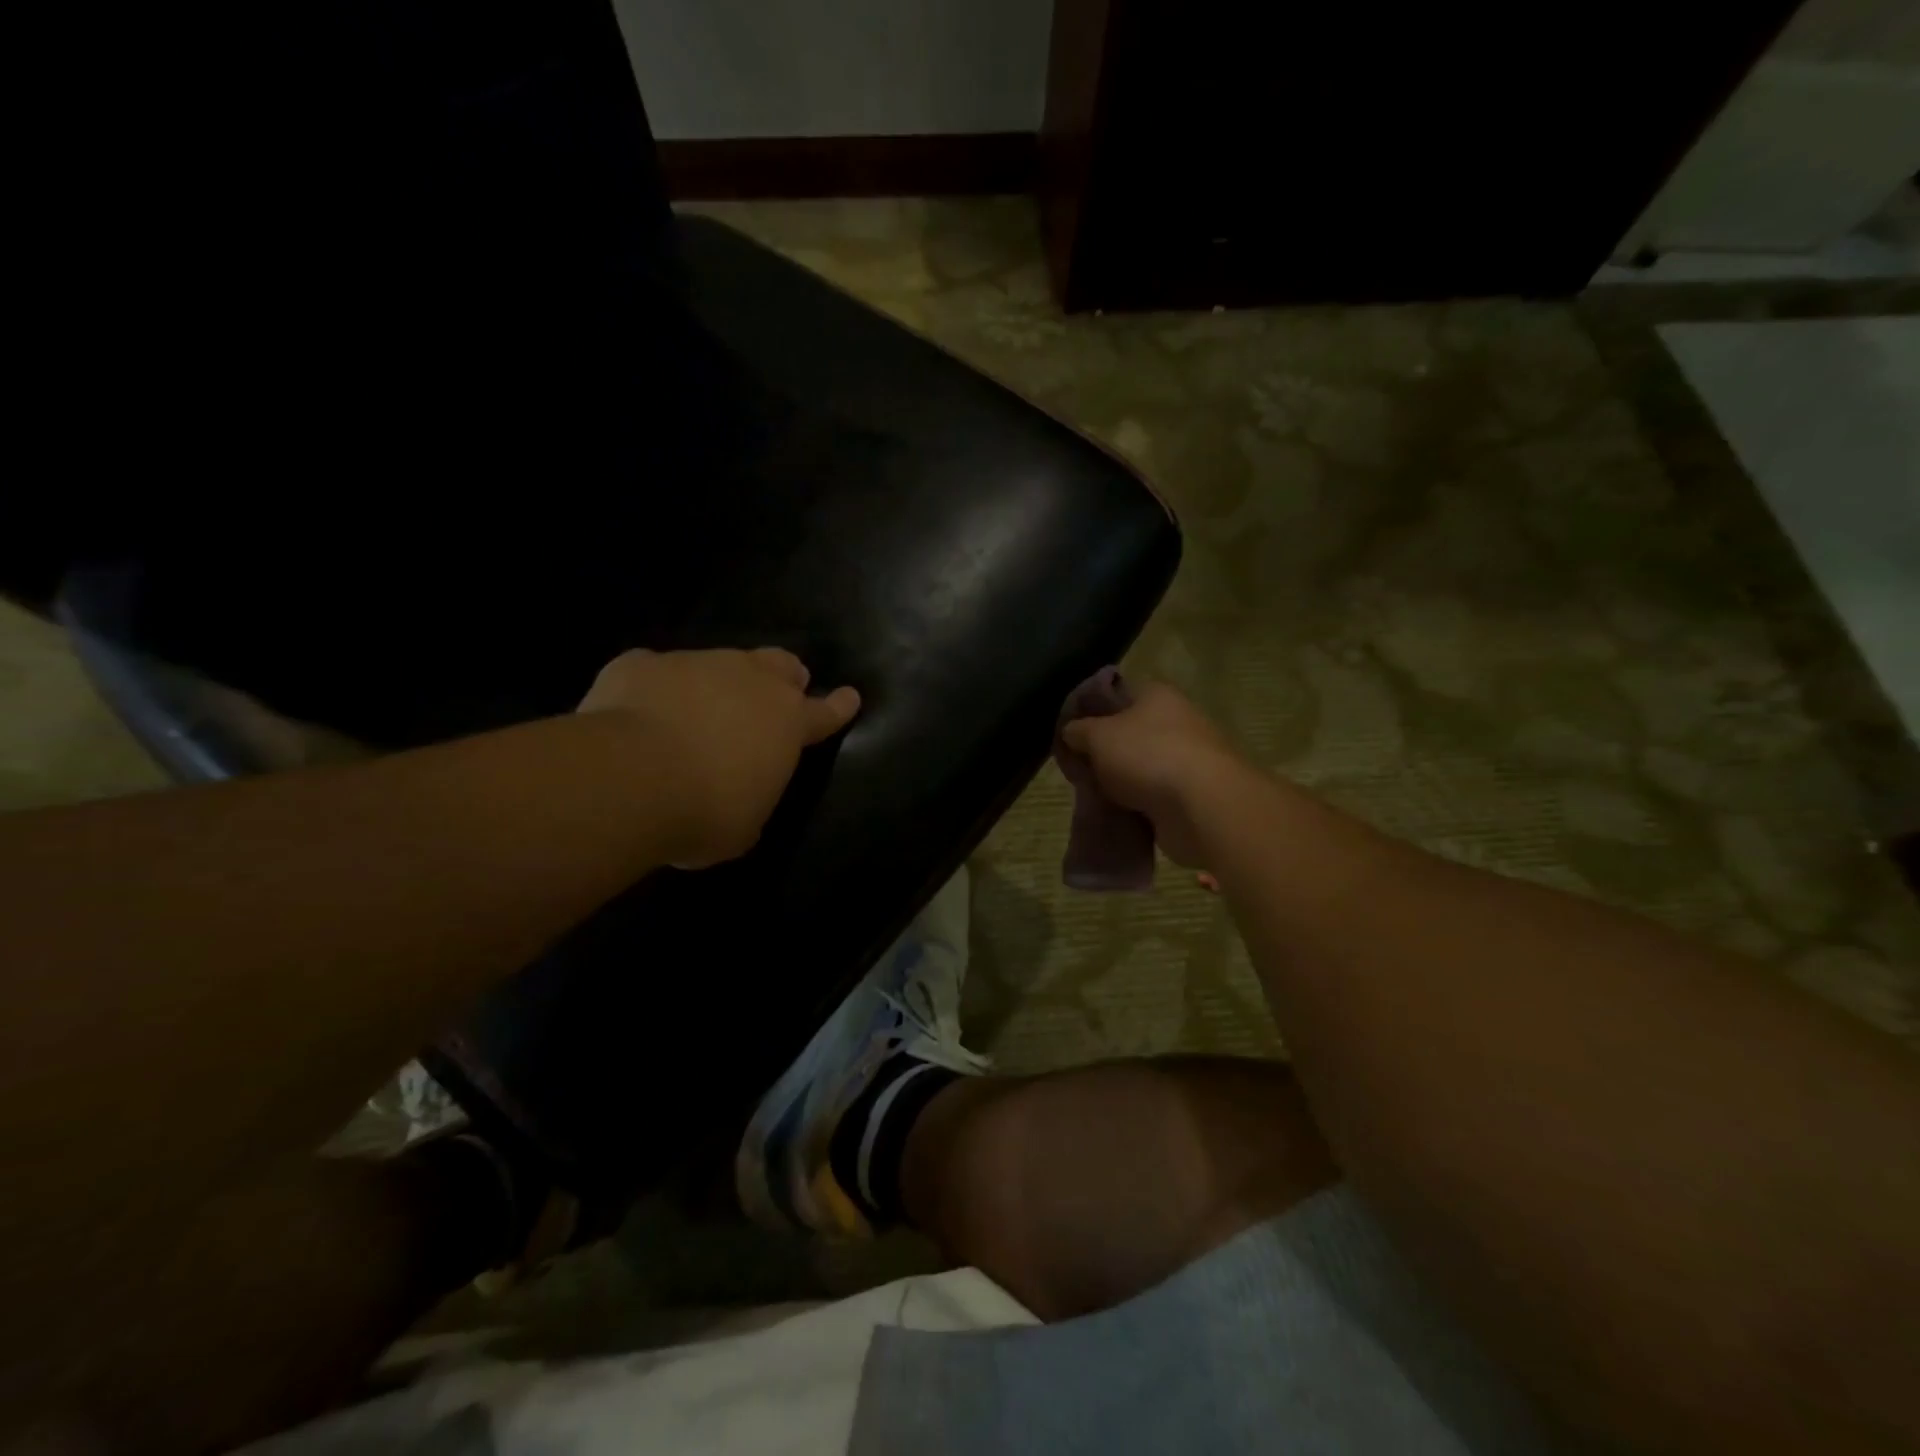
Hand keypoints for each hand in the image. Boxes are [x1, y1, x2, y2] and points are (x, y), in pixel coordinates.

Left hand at [579, 648, 860, 866]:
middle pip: (780, 665)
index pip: (824, 712)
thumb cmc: (704, 811)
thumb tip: (741, 794)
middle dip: (784, 676)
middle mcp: (749, 681)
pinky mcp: (643, 663)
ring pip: (719, 662)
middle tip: (778, 690)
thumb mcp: (744, 824)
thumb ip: (752, 798)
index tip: (850, 696)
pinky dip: (657, 688)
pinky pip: (657, 671)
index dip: (839, 706)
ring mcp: (696, 664)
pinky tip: (639, 711)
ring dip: (717, 683)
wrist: (630, 778)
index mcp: (786, 723)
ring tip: (697, 711)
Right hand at [1060, 681, 1253, 868]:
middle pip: (1128, 733)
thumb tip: (1071, 731)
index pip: (1117, 694)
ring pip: (1139, 767)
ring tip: (1092, 794)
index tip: (1069, 731)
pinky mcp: (1190, 795)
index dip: (1090, 710)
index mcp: (1157, 695)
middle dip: (1102, 751)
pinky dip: (1135, 805)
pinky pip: (1152, 796)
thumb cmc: (1148, 756)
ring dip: (1118, 781)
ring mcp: (1186, 759)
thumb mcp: (1098, 736)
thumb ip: (1078, 730)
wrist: (1202, 807)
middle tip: (1076, 767)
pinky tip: (1115, 813)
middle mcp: (1176, 721)